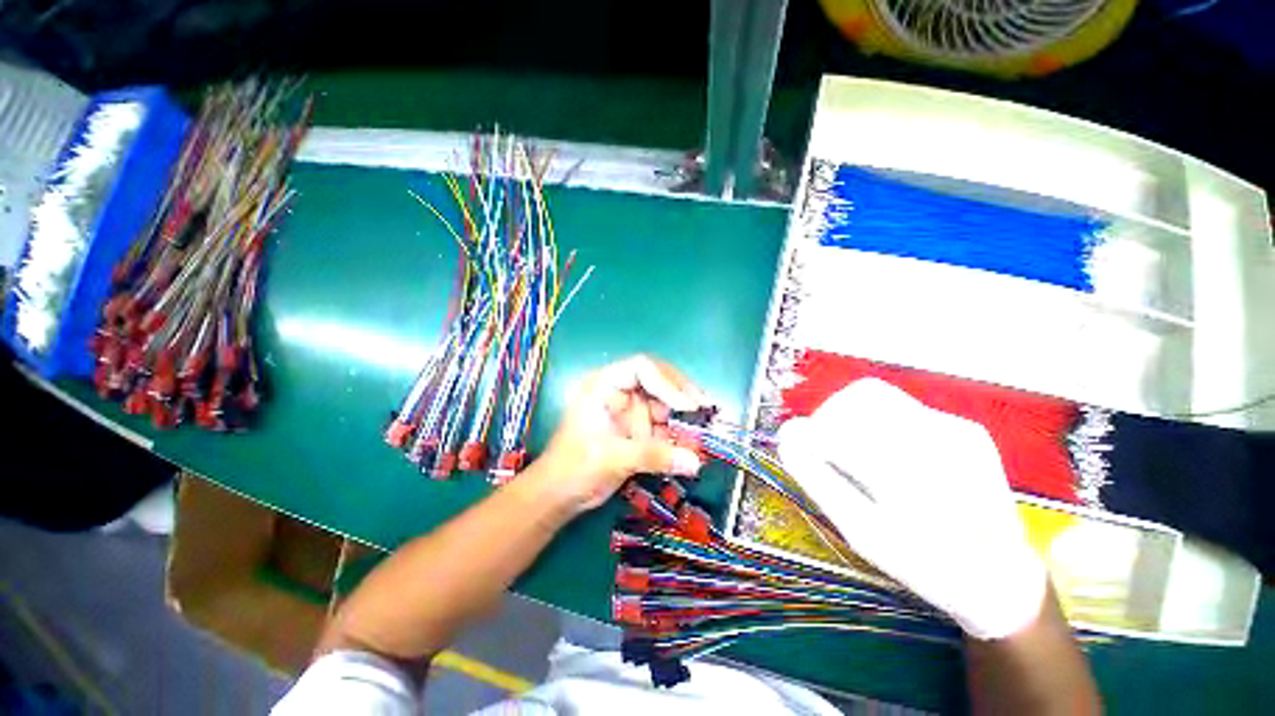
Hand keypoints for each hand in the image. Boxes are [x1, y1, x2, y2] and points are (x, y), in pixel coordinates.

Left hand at [532, 355, 708, 513]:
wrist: (559, 495)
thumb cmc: (575, 468)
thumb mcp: (613, 458)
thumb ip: (654, 457)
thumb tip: (695, 462)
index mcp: (605, 385)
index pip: (642, 368)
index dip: (668, 382)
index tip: (688, 405)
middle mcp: (620, 392)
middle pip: (659, 382)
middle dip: (683, 395)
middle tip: (707, 410)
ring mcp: (630, 410)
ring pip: (665, 404)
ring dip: (686, 416)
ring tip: (708, 428)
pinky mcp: (637, 430)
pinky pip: (664, 426)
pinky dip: (679, 434)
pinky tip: (695, 445)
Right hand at [777, 378, 1046, 639]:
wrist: (1002, 578)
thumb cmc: (925, 564)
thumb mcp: (863, 532)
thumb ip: (819, 479)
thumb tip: (787, 433)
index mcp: (911, 473)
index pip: (837, 428)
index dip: (810, 438)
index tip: (803, 457)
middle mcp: (938, 439)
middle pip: (860, 397)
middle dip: (830, 419)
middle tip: (826, 451)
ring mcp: (957, 428)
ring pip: (879, 395)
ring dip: (851, 414)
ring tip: (850, 448)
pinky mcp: (966, 428)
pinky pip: (902, 407)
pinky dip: (878, 423)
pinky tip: (888, 456)